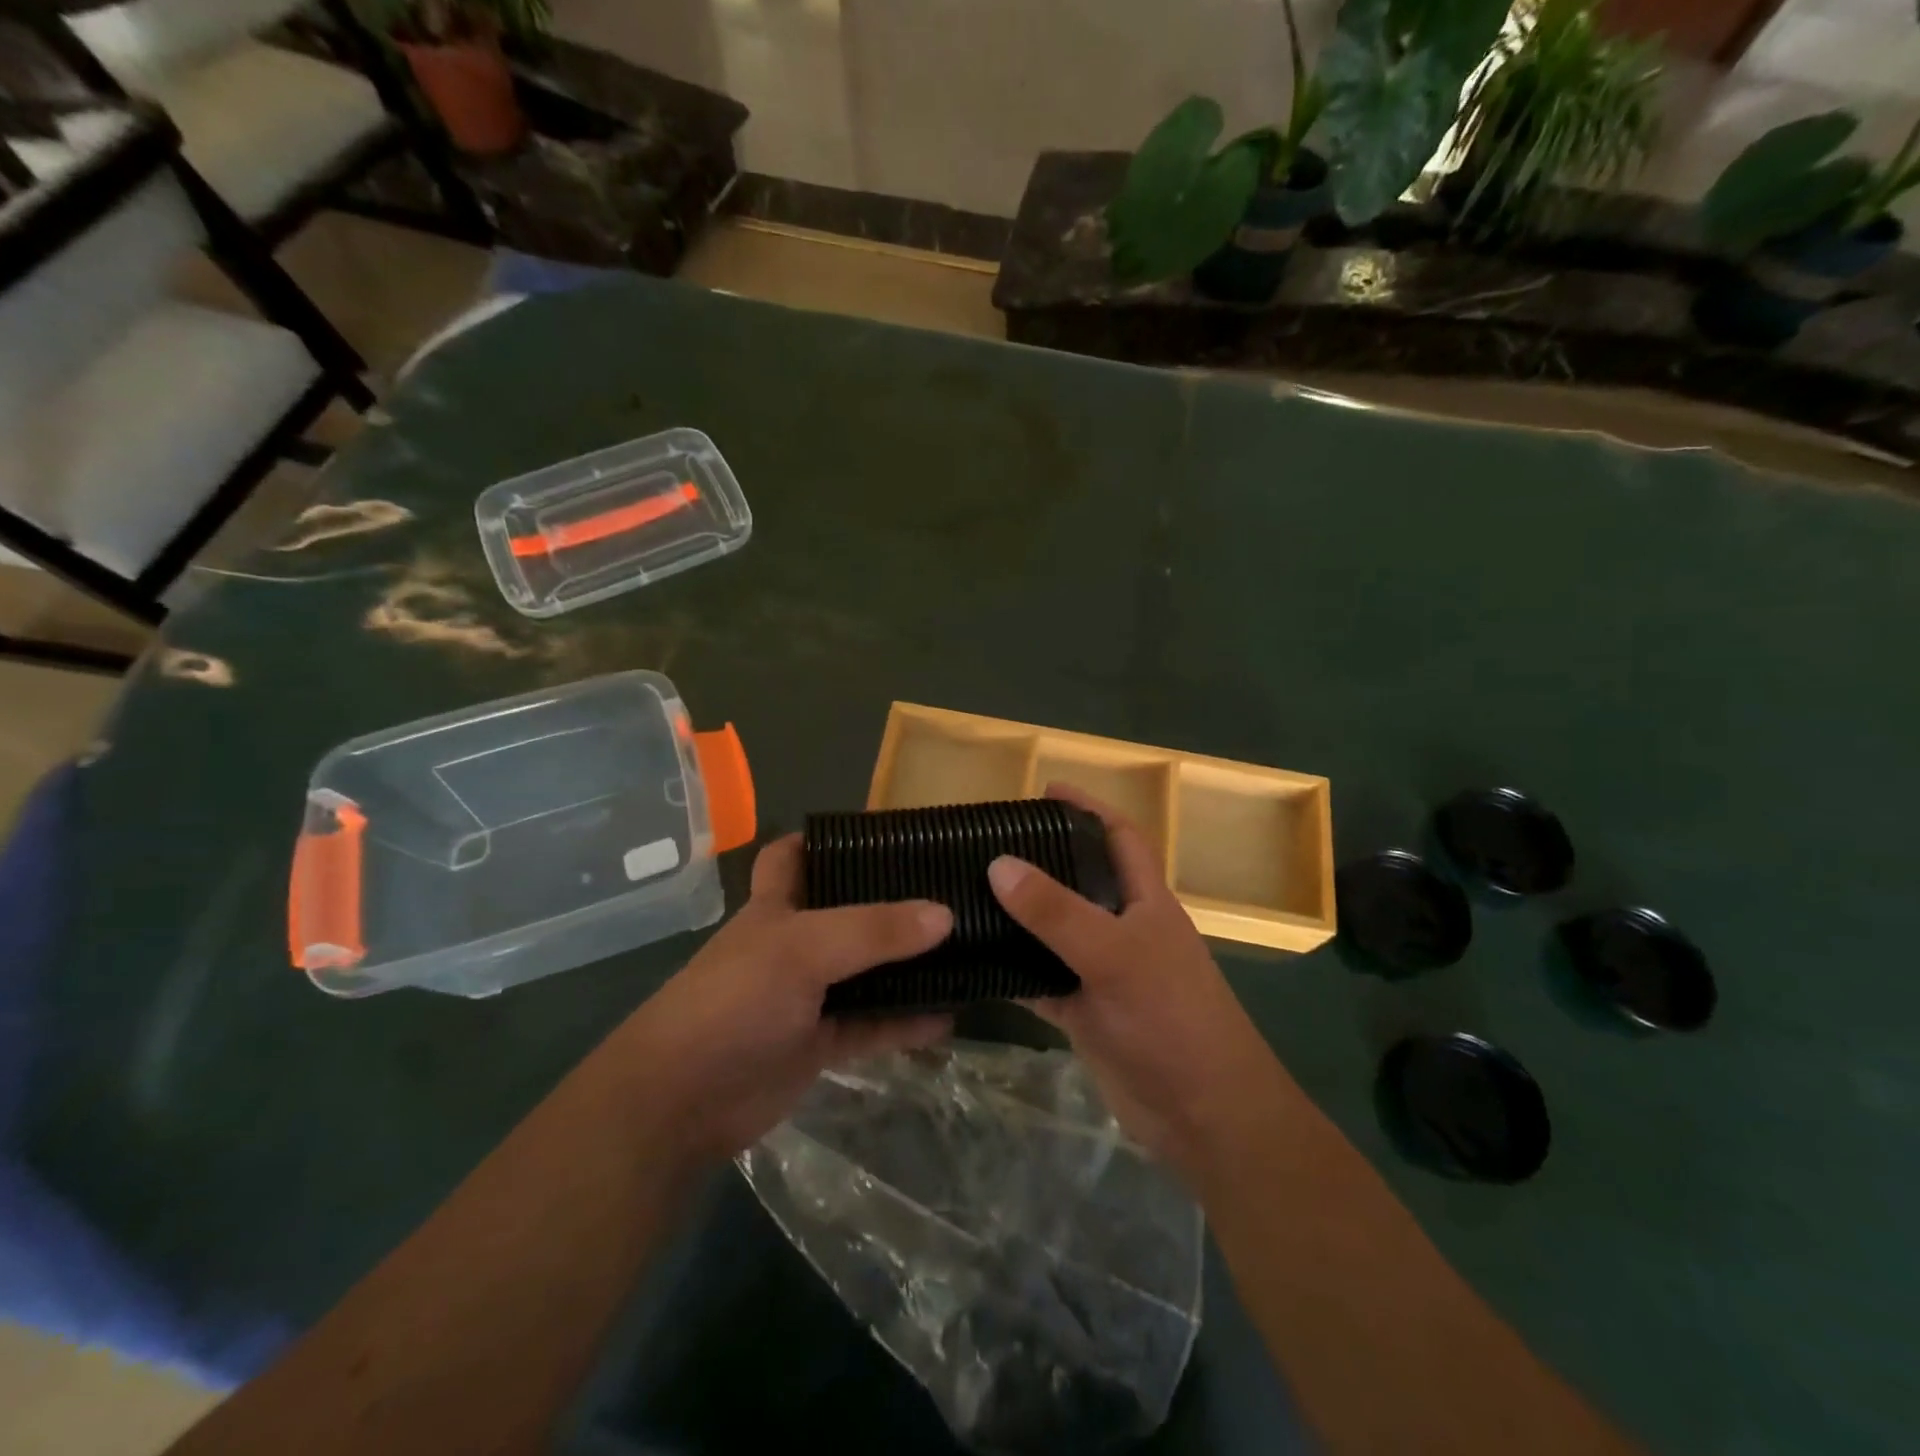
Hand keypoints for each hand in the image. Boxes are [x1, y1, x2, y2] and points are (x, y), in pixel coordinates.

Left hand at [615, 834, 953, 1164]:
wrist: (680, 1103)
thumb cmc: (734, 1001)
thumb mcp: (803, 950)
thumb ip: (873, 931)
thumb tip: (944, 914)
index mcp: (776, 906)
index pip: (794, 855)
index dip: (829, 840)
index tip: (884, 833)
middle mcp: (793, 944)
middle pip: (846, 912)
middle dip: (890, 902)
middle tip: (946, 889)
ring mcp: (806, 995)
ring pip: (865, 972)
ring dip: (906, 966)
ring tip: (963, 951)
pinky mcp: (818, 1043)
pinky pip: (871, 1025)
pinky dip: (906, 1022)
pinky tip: (948, 1016)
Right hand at [988, 784, 1289, 1182]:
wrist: (1203, 1116)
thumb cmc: (1172, 1018)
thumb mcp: (1115, 955)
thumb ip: (1057, 911)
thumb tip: (998, 863)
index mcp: (1145, 901)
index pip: (1119, 837)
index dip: (1087, 808)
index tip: (1043, 790)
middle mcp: (1122, 928)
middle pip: (1077, 880)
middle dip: (1039, 858)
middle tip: (984, 843)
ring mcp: (1101, 971)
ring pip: (1053, 931)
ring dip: (1017, 916)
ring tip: (965, 893)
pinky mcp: (1083, 1012)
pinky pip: (1039, 980)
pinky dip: (1010, 971)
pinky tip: (971, 961)